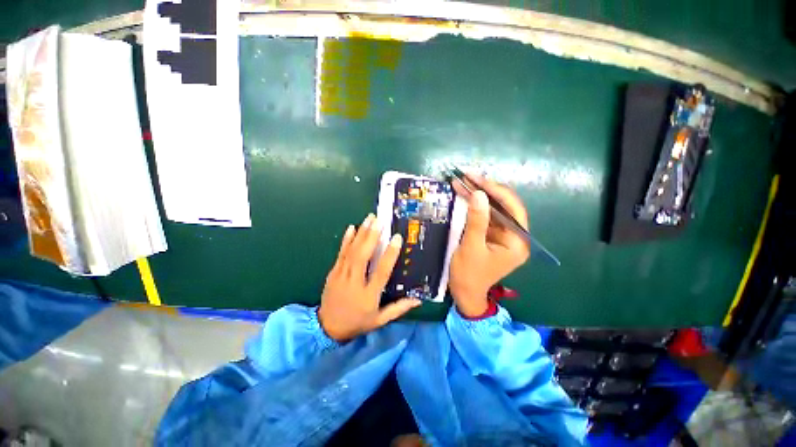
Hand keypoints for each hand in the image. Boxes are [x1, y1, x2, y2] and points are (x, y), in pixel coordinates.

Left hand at [318, 213, 421, 341]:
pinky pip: (340, 253)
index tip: (396, 238)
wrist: (327, 328)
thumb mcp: (380, 320)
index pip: (381, 271)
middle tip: (379, 220)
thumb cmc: (357, 322)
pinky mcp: (333, 272)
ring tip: (369, 218)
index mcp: (368, 295)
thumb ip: (399, 308)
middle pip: (363, 256)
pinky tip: (351, 228)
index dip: (389, 254)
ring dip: (361, 233)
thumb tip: (418, 300)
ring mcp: (341, 275)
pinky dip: (346, 240)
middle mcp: (354, 282)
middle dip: (371, 236)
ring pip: (352, 251)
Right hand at [450, 175, 529, 316]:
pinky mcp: (491, 235)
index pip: (513, 209)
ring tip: (462, 180)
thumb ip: (477, 221)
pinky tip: (463, 193)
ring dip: (478, 194)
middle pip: (504, 206)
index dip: (497, 191)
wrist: (464, 293)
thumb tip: (479, 194)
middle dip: (486, 190)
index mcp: (517, 242)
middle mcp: (514, 236)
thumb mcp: (471, 247)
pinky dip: (473, 205)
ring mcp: (502, 235)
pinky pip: (484, 215)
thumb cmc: (469, 274)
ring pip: (493, 208)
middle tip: (468, 175)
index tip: (478, 179)